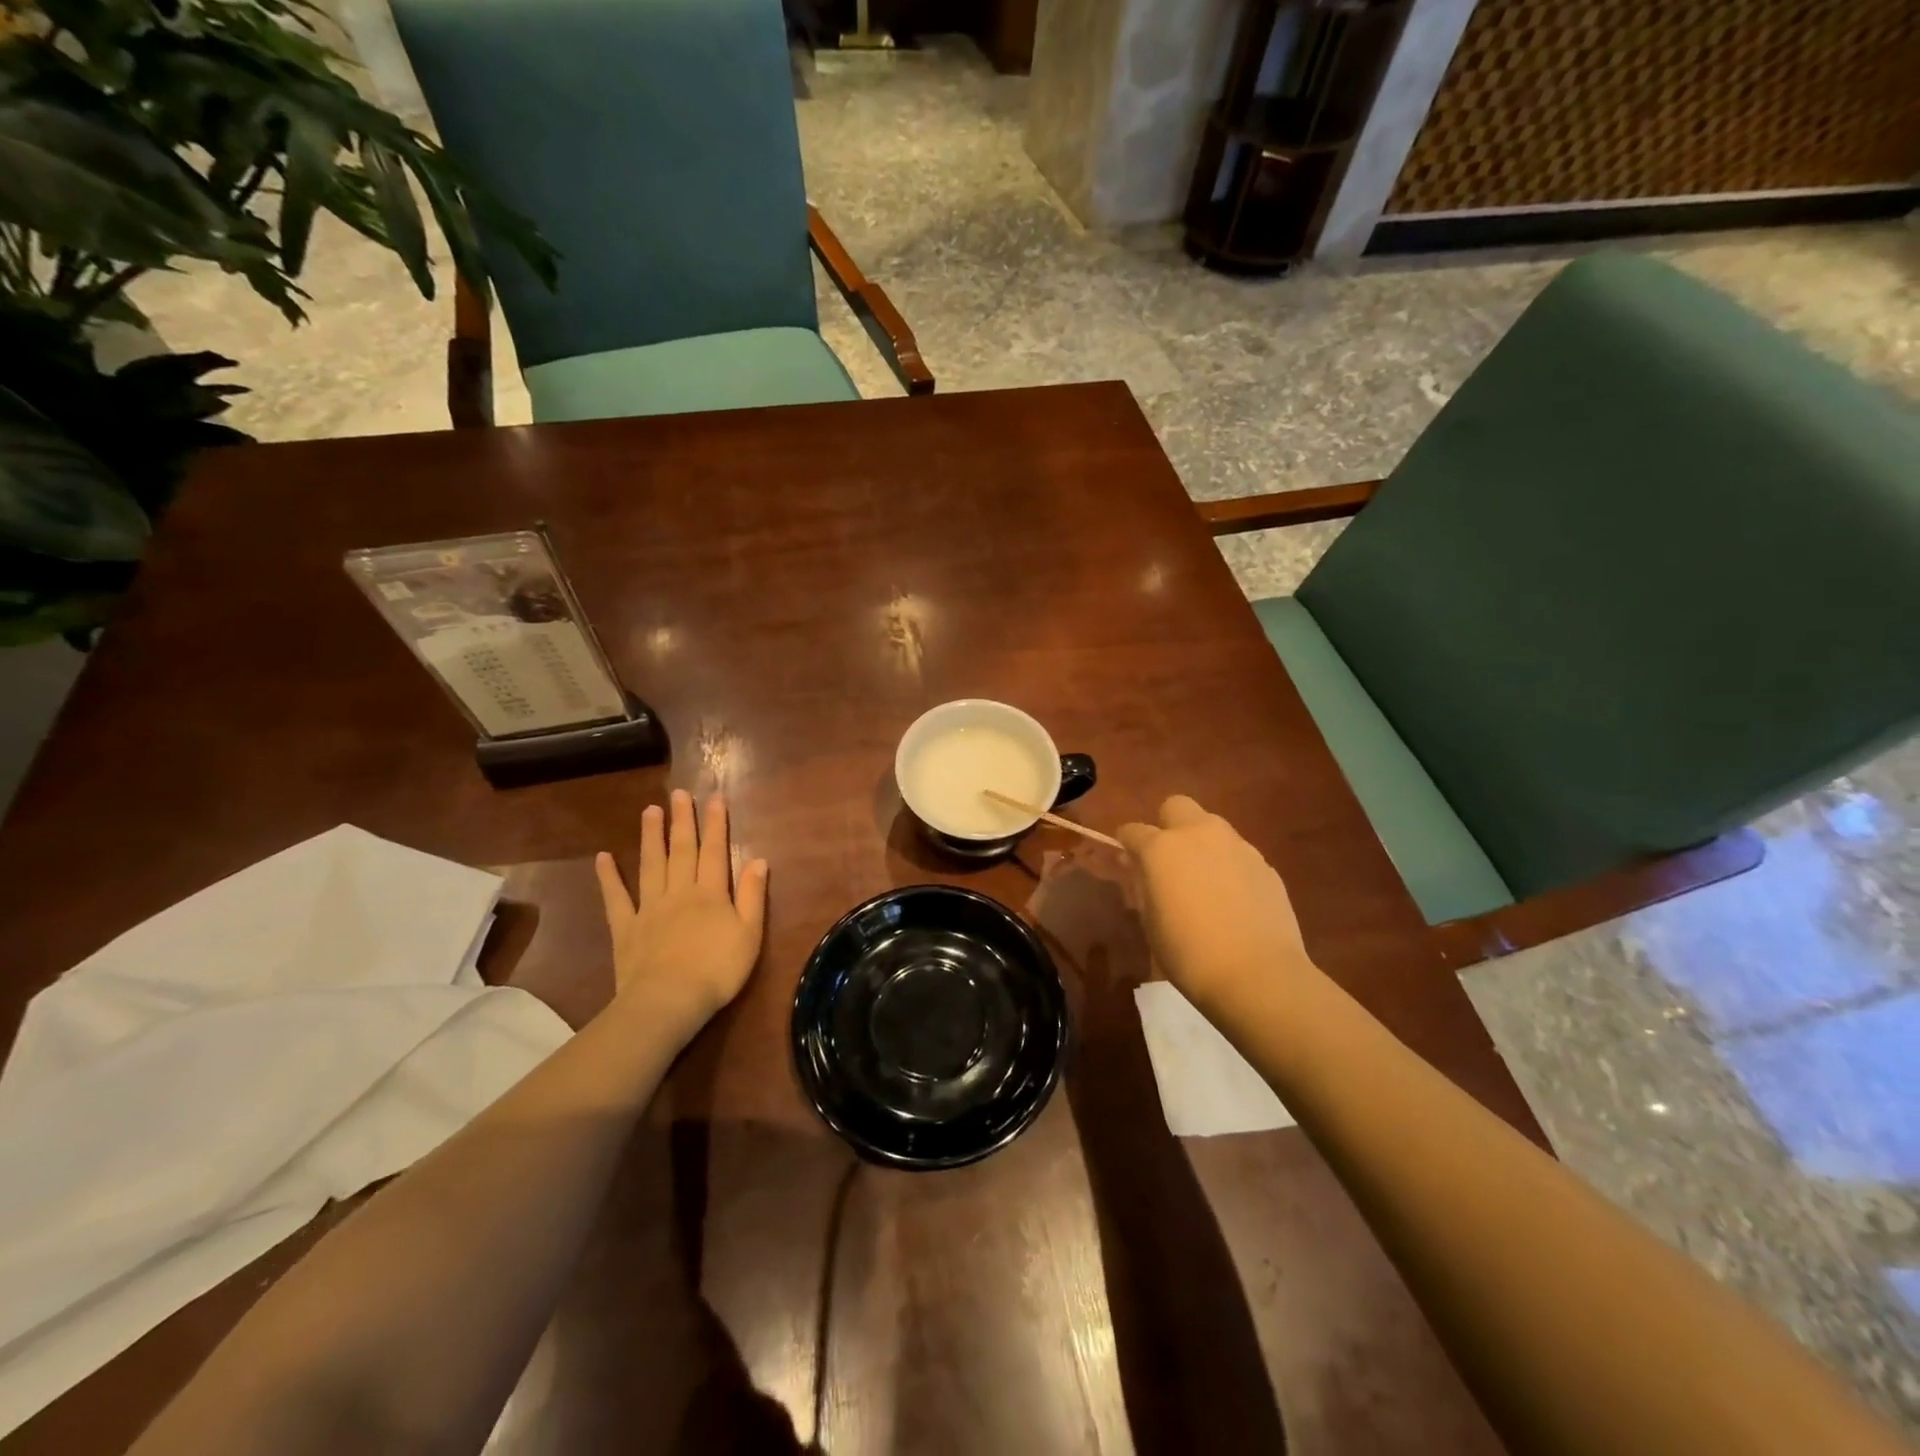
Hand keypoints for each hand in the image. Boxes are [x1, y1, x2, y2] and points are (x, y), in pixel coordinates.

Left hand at [595, 790, 769, 1031]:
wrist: (668, 1001)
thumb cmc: (717, 970)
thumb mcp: (750, 934)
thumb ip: (753, 896)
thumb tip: (759, 860)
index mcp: (711, 893)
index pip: (715, 851)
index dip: (715, 824)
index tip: (714, 798)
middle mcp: (680, 891)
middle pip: (682, 850)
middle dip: (682, 820)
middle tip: (678, 793)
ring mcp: (649, 907)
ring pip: (651, 864)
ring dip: (651, 836)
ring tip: (650, 811)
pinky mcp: (626, 928)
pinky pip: (616, 898)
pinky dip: (609, 877)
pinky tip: (603, 858)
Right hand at [1116, 795, 1314, 1011]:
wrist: (1258, 976)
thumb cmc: (1190, 954)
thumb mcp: (1151, 922)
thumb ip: (1144, 887)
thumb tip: (1141, 871)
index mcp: (1162, 848)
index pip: (1132, 830)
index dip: (1125, 844)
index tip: (1126, 860)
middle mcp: (1199, 835)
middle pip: (1176, 806)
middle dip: (1166, 825)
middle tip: (1167, 859)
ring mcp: (1237, 846)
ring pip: (1211, 826)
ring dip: (1200, 843)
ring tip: (1202, 879)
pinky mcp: (1265, 864)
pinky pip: (1237, 853)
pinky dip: (1228, 865)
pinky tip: (1232, 898)